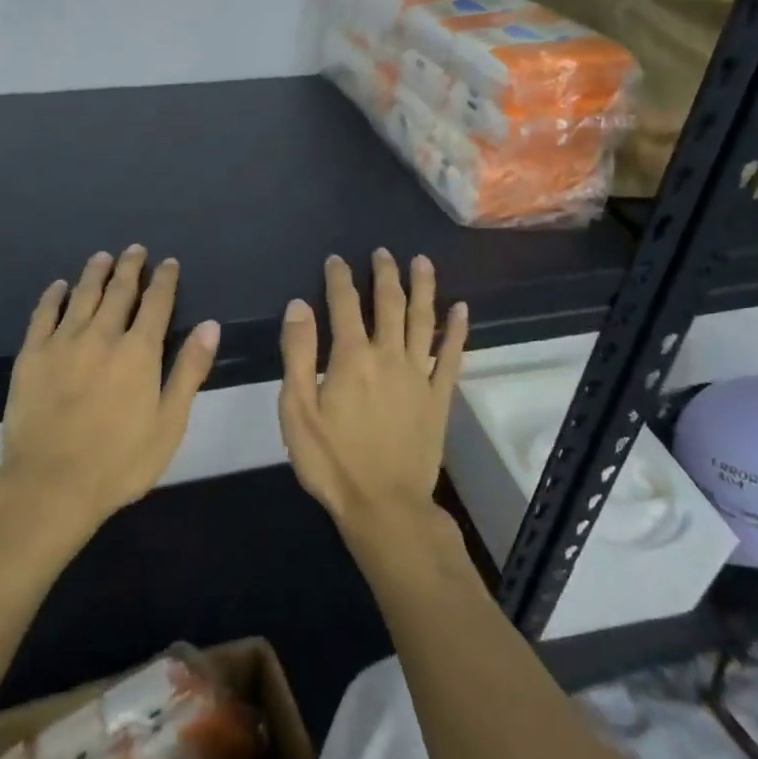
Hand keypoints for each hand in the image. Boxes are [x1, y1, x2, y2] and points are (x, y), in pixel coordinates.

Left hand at [0, 246, 220, 545]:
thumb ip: (189, 371)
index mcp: (139, 352)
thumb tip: (210, 325)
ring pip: (82, 295)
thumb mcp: (169, 423)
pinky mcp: (31, 355)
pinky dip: (54, 296)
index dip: (164, 280)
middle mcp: (102, 336)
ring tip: (102, 256)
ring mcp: (62, 342)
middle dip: (130, 268)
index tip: (168, 263)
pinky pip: (43, 314)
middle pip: (119, 292)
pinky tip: (60, 286)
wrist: (50, 484)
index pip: (156, 303)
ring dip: (95, 273)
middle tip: (135, 250)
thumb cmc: (120, 461)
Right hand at [277, 251, 466, 540]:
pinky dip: (457, 331)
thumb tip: (299, 305)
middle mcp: (389, 356)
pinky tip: (461, 310)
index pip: (344, 305)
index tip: (336, 260)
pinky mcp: (439, 398)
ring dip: (423, 288)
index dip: (339, 279)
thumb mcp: (297, 409)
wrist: (384, 506)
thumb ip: (298, 353)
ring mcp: (420, 376)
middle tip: (383, 252)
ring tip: (423, 262)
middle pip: (390, 304)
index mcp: (351, 357)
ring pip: (423, 321)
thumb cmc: (332, 461)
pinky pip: (452, 356)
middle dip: (385, 275)